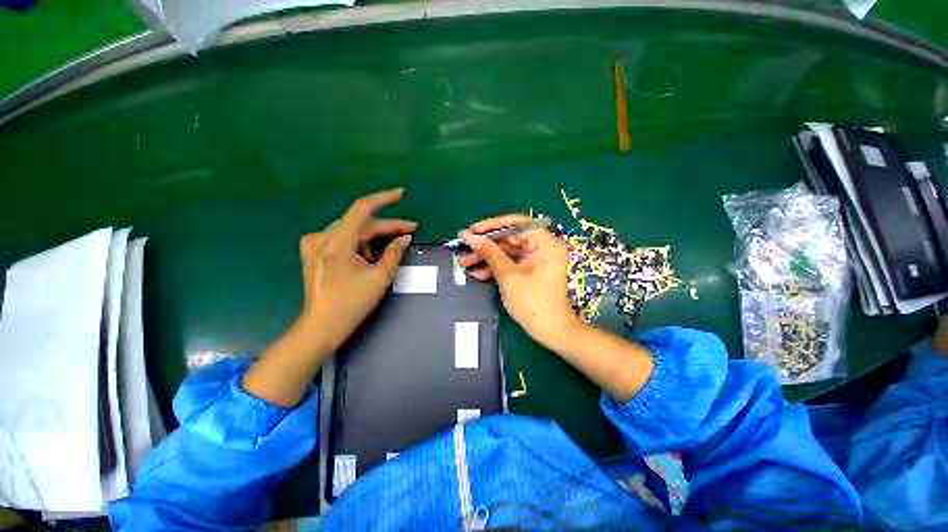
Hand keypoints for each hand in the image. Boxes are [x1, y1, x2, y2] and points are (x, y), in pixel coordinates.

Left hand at [297, 188, 415, 353]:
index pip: (362, 209)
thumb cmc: (352, 304)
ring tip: (391, 249)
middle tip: (410, 231)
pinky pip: (343, 239)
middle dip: (387, 227)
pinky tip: (370, 255)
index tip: (402, 194)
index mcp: (336, 243)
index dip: (384, 199)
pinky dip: (360, 243)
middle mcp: (321, 237)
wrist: (321, 326)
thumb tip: (404, 237)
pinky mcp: (313, 251)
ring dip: (374, 237)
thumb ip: (394, 253)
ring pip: (353, 231)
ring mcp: (314, 243)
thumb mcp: (380, 277)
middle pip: (360, 223)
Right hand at [457, 214, 580, 345]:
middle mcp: (542, 247)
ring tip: (464, 262)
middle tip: (464, 247)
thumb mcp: (507, 275)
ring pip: (507, 252)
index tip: (473, 230)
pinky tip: (477, 274)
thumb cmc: (532, 301)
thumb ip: (489, 253)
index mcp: (545, 242)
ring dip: (486, 258)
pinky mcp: (530, 271)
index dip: (493, 225)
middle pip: (510, 239)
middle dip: (485, 245)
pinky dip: (495, 268)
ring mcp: (536, 260)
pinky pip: (510, 264)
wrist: (550, 330)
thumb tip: (470, 237)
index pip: (517, 223)